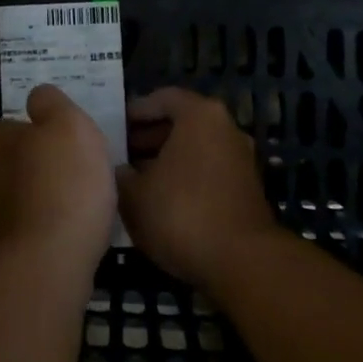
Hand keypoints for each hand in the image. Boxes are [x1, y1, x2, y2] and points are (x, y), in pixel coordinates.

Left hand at [0, 85, 115, 276]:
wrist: (45, 266)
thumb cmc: (63, 184)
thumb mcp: (69, 124)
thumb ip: (52, 104)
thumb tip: (38, 96)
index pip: (16, 125)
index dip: (45, 132)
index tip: (70, 144)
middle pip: (14, 162)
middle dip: (38, 167)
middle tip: (75, 175)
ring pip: (17, 198)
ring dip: (39, 201)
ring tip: (75, 209)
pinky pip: (24, 233)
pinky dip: (40, 232)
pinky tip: (64, 238)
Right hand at [117, 88, 278, 293]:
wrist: (243, 263)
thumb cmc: (182, 214)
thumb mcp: (134, 195)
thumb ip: (121, 174)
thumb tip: (120, 170)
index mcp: (200, 115)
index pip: (162, 98)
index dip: (135, 111)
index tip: (114, 128)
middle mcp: (226, 128)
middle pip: (181, 122)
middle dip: (149, 137)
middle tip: (121, 154)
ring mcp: (241, 158)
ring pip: (196, 148)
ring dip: (167, 160)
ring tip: (137, 181)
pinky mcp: (248, 188)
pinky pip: (209, 171)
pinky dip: (187, 178)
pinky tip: (164, 202)